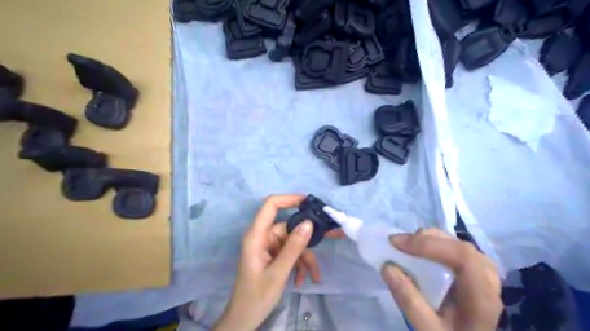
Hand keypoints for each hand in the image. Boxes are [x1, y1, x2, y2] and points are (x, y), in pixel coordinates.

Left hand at [216, 193, 346, 329]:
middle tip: (333, 235)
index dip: (289, 198)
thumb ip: (293, 247)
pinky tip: (303, 280)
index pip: (271, 205)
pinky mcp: (273, 255)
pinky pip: (290, 253)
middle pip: (289, 226)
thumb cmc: (256, 296)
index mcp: (256, 235)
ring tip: (315, 276)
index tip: (309, 202)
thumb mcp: (278, 273)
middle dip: (308, 236)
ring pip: (293, 242)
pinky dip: (299, 264)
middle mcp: (263, 236)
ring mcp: (269, 246)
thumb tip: (308, 223)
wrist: (244, 319)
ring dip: (305, 258)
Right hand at [383, 229, 501, 329]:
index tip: (396, 244)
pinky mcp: (474, 270)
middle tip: (398, 245)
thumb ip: (409, 302)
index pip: (462, 256)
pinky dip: (433, 245)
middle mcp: (489, 279)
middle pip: (458, 245)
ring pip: (456, 243)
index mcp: (483, 297)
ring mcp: (483, 273)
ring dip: (428, 241)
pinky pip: (454, 248)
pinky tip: (420, 254)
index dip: (427, 244)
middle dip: (425, 240)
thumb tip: (387, 267)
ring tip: (406, 249)